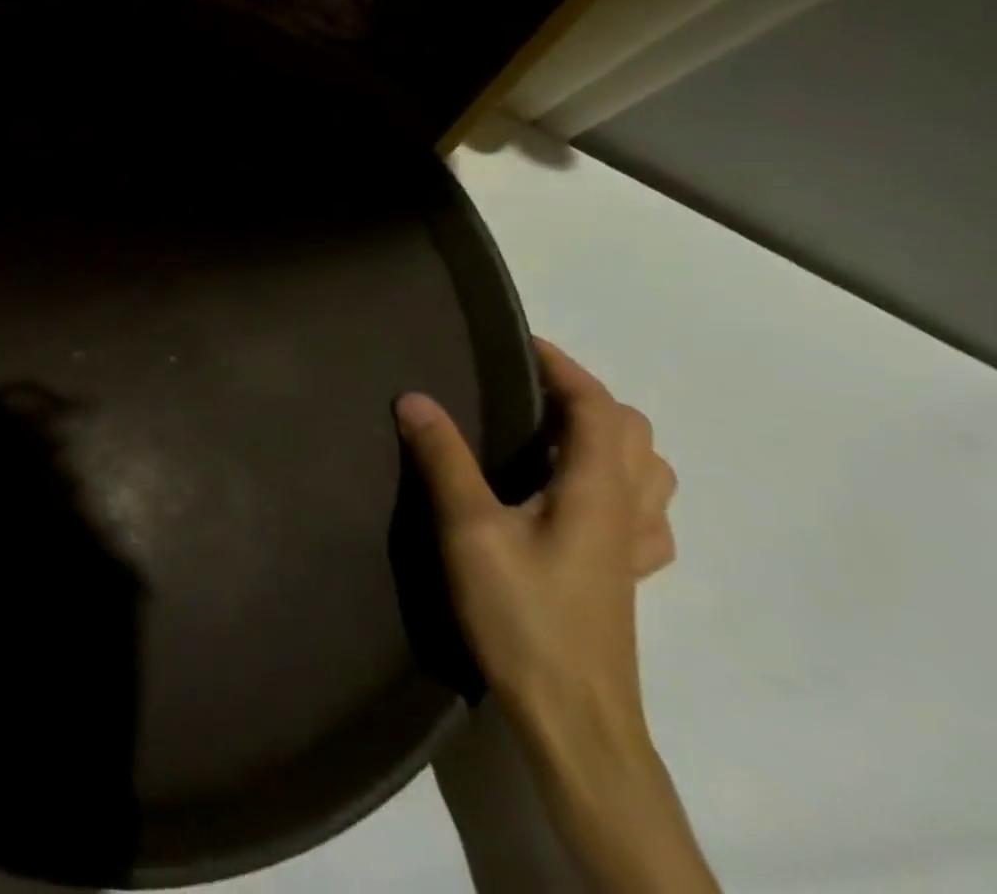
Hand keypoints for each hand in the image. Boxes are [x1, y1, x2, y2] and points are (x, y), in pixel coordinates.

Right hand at [395, 340, 676, 738]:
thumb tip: (414, 397)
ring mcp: (632, 548)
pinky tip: (581, 501)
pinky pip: (644, 516)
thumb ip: (444, 459)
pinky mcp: (624, 578)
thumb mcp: (470, 530)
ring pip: (647, 472)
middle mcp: (626, 510)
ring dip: (609, 438)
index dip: (564, 367)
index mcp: (595, 490)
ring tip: (551, 435)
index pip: (598, 407)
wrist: (574, 719)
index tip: (519, 343)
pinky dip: (620, 488)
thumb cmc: (524, 616)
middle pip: (632, 433)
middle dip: (585, 396)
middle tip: (526, 389)